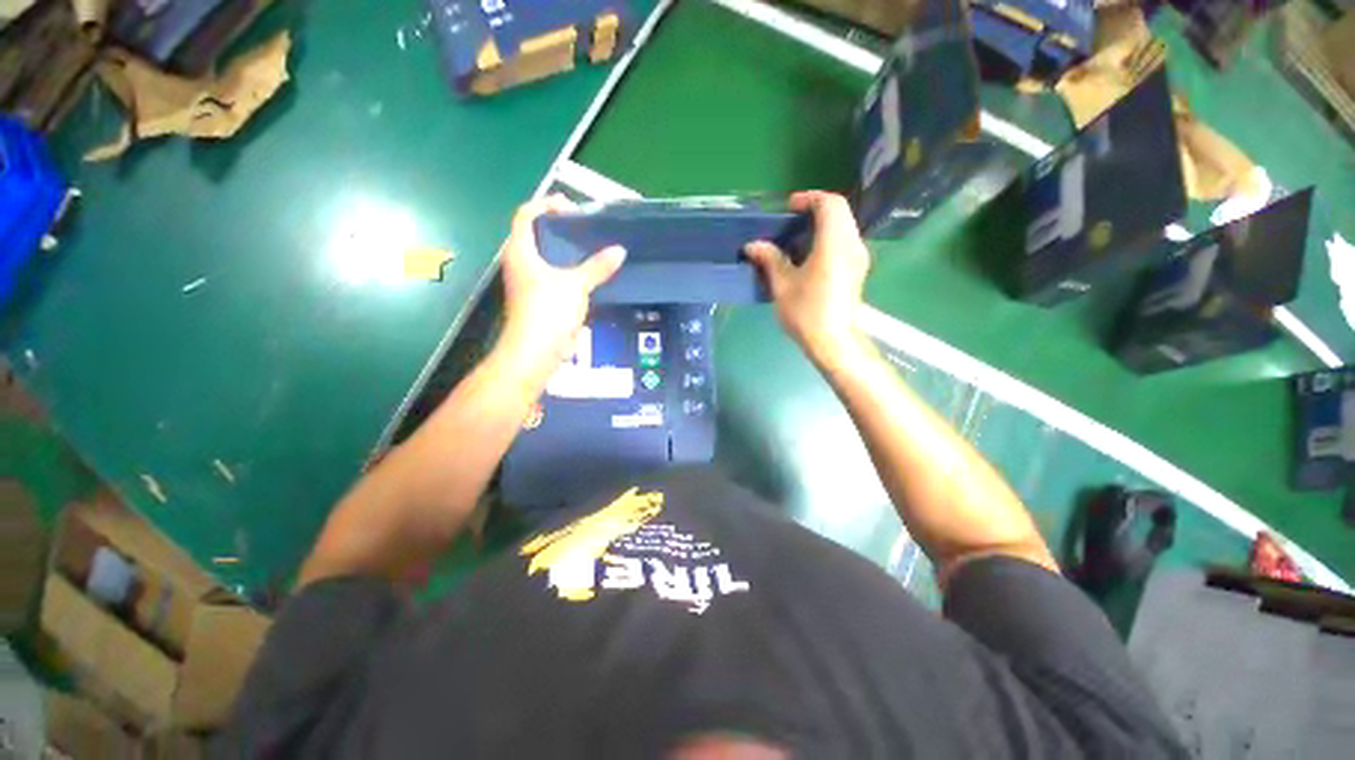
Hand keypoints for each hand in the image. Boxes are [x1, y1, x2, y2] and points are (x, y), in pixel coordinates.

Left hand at [498, 196, 625, 375]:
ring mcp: (527, 284)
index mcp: (520, 251)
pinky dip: (568, 272)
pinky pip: (553, 278)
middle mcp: (519, 263)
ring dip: (565, 252)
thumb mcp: (576, 285)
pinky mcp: (538, 301)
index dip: (545, 204)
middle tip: (586, 229)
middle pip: (535, 235)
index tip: (571, 208)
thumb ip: (598, 267)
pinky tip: (588, 276)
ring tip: (591, 250)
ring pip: (545, 258)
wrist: (535, 352)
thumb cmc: (548, 311)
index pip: (525, 214)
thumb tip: (619, 250)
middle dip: (559, 228)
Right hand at [745, 191, 870, 368]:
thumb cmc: (807, 313)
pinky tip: (809, 255)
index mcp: (834, 245)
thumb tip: (752, 245)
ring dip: (823, 224)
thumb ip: (770, 260)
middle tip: (791, 220)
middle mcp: (852, 245)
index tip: (790, 207)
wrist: (834, 342)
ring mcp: (858, 258)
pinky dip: (828, 237)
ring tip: (797, 237)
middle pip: (840, 212)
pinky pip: (845, 241)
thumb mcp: (783, 286)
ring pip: (844, 226)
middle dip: (816, 209)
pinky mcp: (858, 270)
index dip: (810, 198)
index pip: (830, 204)